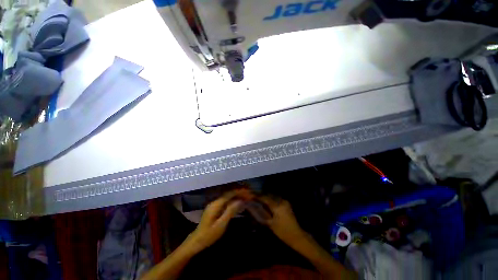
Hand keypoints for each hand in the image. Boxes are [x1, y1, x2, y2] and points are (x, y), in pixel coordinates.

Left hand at [184, 191, 244, 253]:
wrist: (197, 241)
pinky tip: (238, 202)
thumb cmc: (209, 235)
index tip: (248, 193)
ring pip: (228, 196)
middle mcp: (215, 201)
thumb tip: (240, 201)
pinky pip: (226, 200)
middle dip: (239, 192)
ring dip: (237, 195)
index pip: (230, 194)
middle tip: (249, 195)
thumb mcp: (221, 224)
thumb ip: (230, 211)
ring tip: (246, 197)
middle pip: (229, 193)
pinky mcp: (215, 207)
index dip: (240, 192)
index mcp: (216, 204)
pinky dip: (233, 199)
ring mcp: (214, 204)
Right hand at [255, 196, 306, 246]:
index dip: (258, 196)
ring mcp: (285, 202)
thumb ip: (261, 214)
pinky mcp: (286, 204)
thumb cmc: (282, 232)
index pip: (265, 198)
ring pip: (273, 196)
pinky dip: (271, 199)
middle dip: (262, 196)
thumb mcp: (270, 224)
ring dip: (266, 197)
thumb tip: (253, 208)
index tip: (251, 196)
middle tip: (254, 197)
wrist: (297, 236)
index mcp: (277, 206)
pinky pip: (276, 199)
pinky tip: (267, 203)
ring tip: (259, 199)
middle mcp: (281, 201)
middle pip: (269, 195)